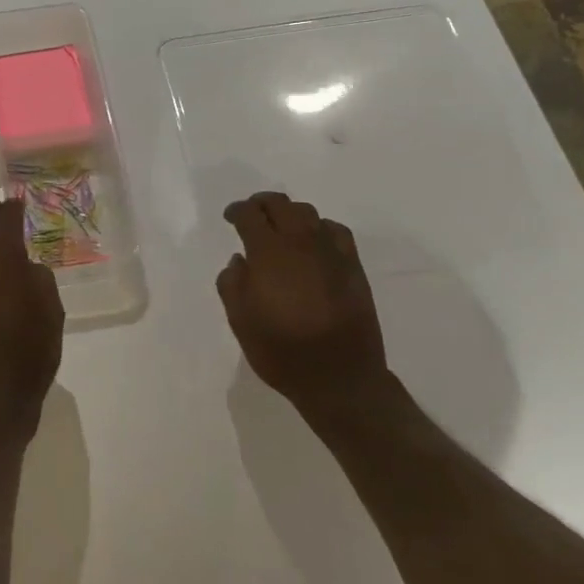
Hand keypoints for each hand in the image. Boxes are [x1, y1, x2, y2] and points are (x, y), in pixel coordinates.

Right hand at [218, 192, 391, 422]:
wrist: (340, 379)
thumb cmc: (281, 351)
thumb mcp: (240, 320)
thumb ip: (232, 283)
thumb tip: (240, 260)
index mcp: (268, 253)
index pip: (250, 214)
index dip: (237, 211)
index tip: (230, 217)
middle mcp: (300, 242)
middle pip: (280, 204)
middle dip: (262, 204)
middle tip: (252, 214)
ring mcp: (331, 252)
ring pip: (309, 213)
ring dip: (290, 214)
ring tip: (282, 228)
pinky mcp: (353, 266)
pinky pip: (336, 231)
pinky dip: (320, 228)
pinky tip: (314, 242)